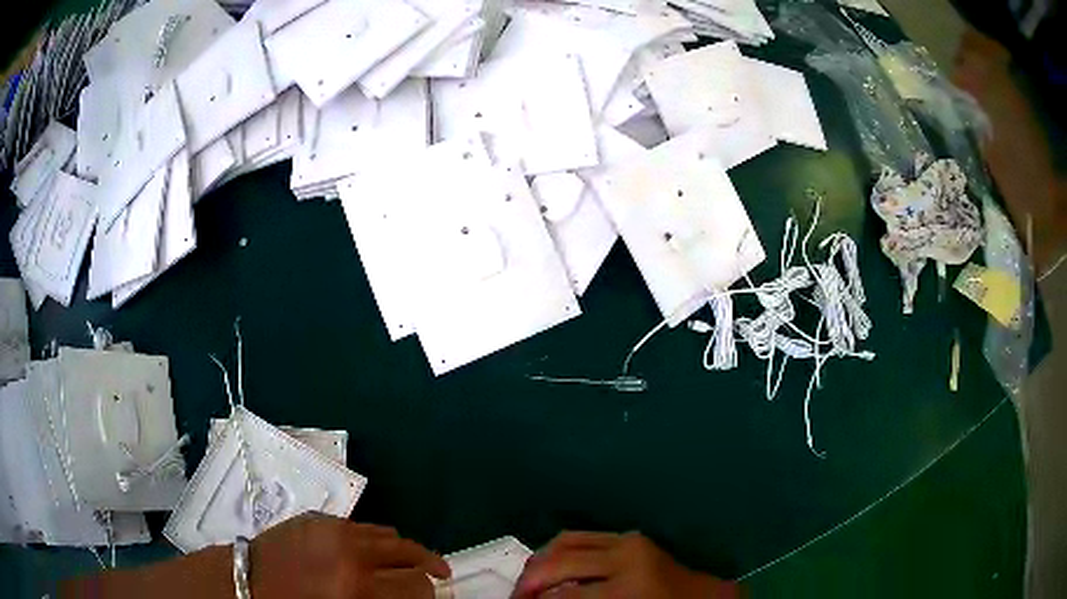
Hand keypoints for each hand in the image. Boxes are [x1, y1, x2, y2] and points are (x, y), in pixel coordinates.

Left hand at [251, 513, 450, 597]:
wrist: (247, 583)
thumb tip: (410, 597)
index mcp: (357, 588)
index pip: (416, 586)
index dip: (430, 593)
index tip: (432, 597)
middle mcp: (351, 553)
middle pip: (409, 552)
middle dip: (429, 566)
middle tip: (437, 576)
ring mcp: (333, 530)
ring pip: (388, 533)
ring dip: (403, 550)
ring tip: (407, 562)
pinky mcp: (318, 519)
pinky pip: (360, 525)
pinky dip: (375, 539)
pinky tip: (372, 551)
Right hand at [511, 532, 738, 598]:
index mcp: (629, 588)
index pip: (562, 596)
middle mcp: (626, 557)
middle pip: (557, 562)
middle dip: (527, 582)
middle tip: (515, 597)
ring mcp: (628, 541)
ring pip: (564, 541)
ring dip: (538, 561)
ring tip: (525, 583)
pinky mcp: (630, 537)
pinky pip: (582, 536)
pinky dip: (557, 549)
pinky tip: (548, 566)